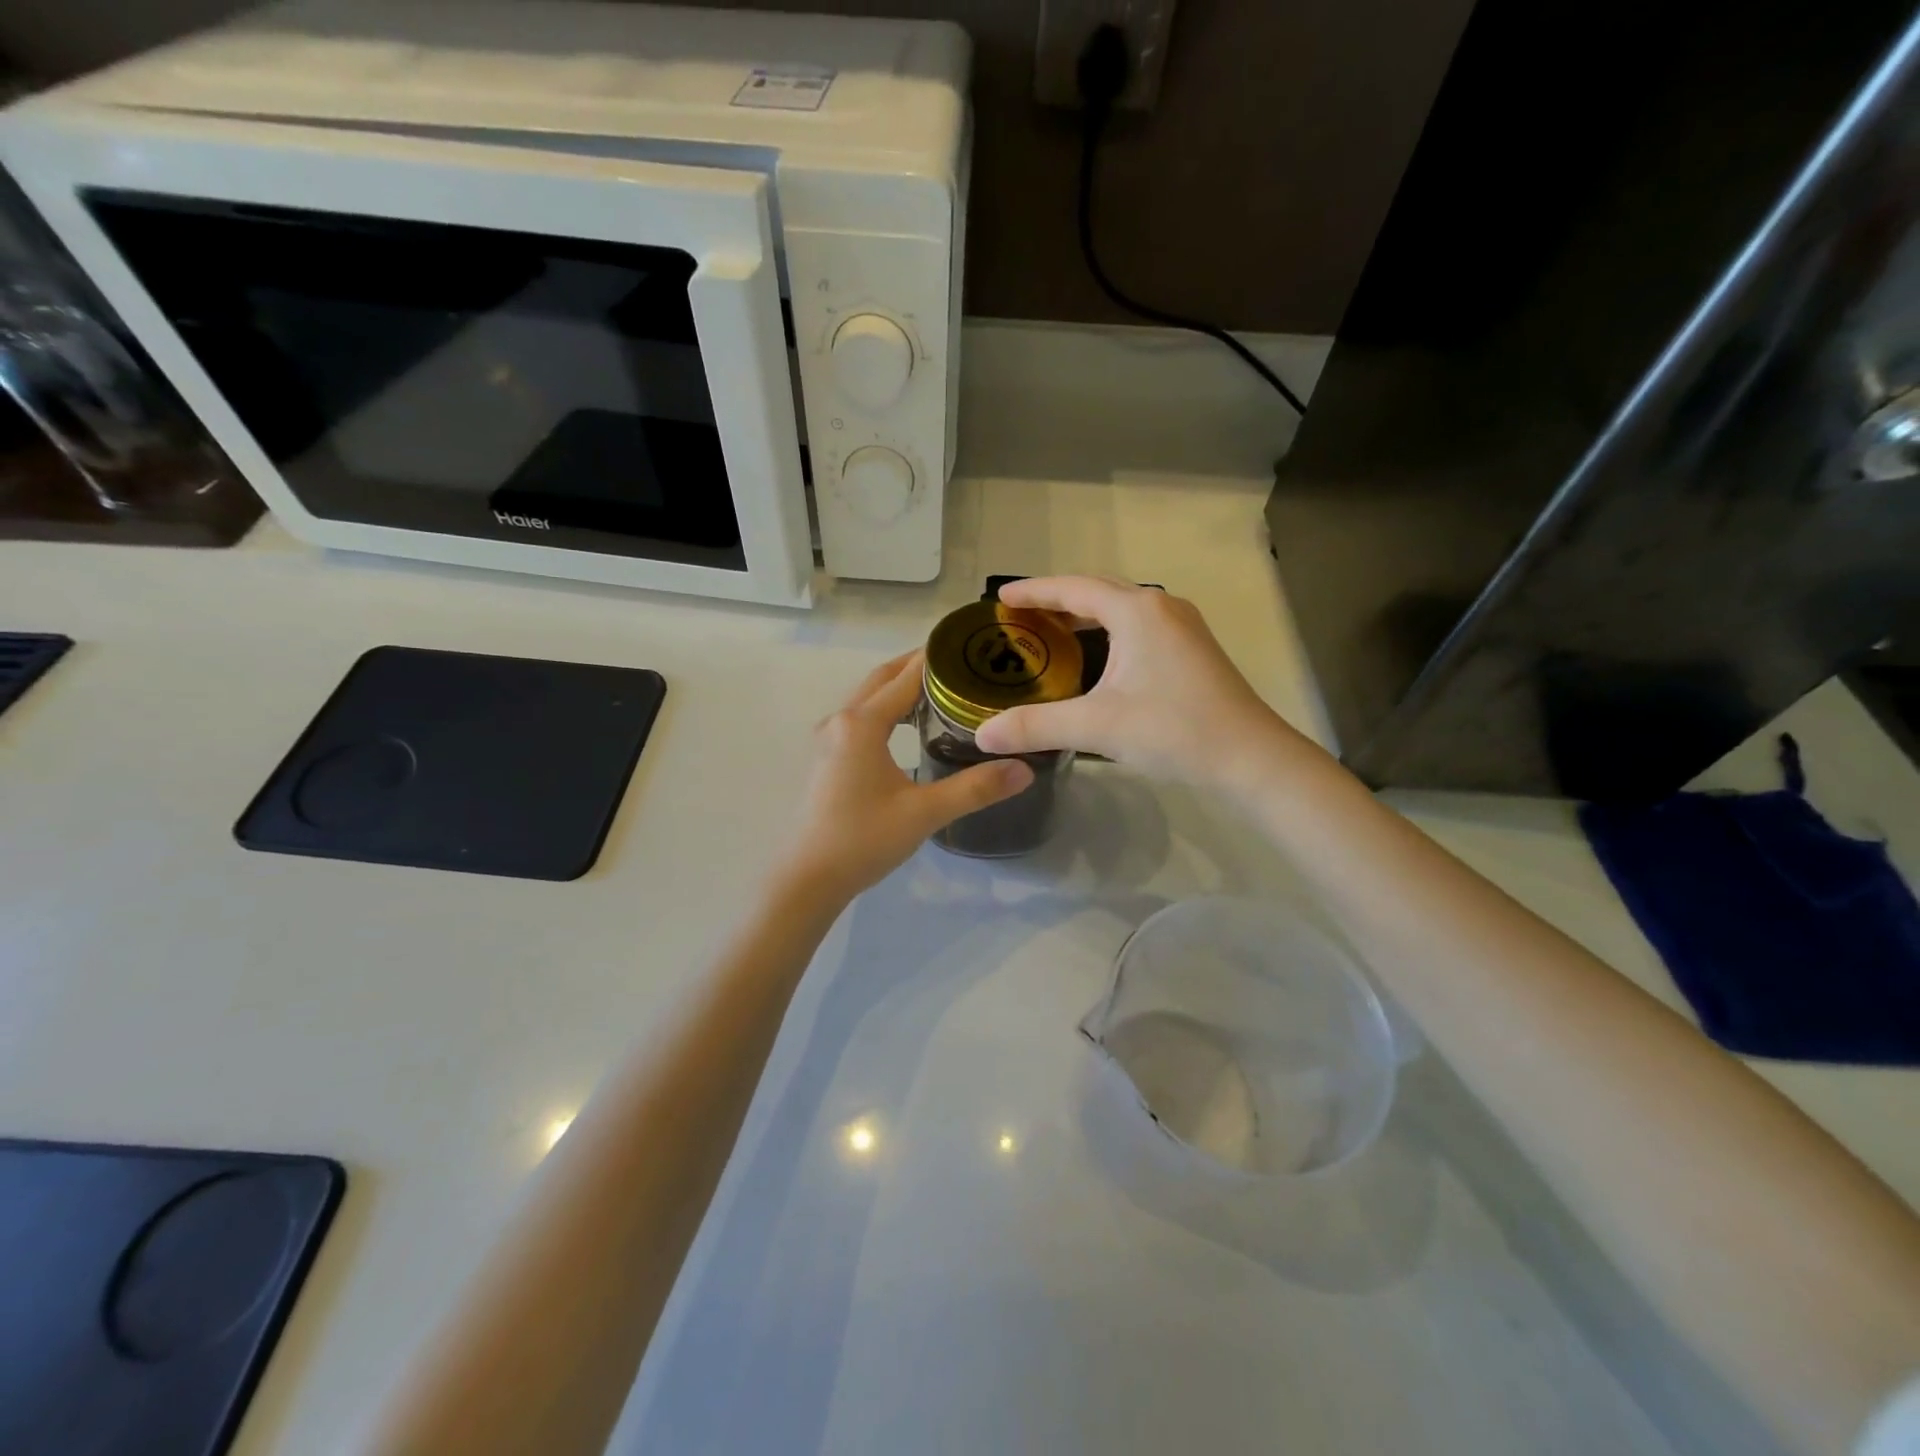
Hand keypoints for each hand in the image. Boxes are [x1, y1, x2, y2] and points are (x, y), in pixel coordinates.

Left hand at [780, 650, 1033, 902]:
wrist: (808, 878)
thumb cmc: (863, 840)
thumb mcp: (924, 813)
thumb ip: (975, 788)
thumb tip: (1023, 770)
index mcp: (862, 723)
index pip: (906, 677)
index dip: (937, 660)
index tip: (969, 646)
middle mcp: (841, 720)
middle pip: (882, 678)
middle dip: (918, 667)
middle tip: (961, 664)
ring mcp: (828, 739)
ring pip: (868, 697)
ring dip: (899, 687)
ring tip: (940, 690)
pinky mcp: (826, 757)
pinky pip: (860, 717)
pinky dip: (885, 708)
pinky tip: (907, 727)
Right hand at [973, 577, 1307, 788]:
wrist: (1250, 757)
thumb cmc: (1173, 730)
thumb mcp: (1097, 726)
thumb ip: (1036, 726)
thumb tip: (983, 734)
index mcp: (1137, 612)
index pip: (1073, 588)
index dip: (1033, 591)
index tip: (1000, 598)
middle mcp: (1161, 608)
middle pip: (1098, 592)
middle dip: (1056, 600)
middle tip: (1020, 617)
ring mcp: (1182, 627)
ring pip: (1121, 609)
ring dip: (1084, 616)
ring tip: (1051, 634)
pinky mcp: (1192, 650)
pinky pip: (1138, 627)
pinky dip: (1107, 632)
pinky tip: (1096, 659)